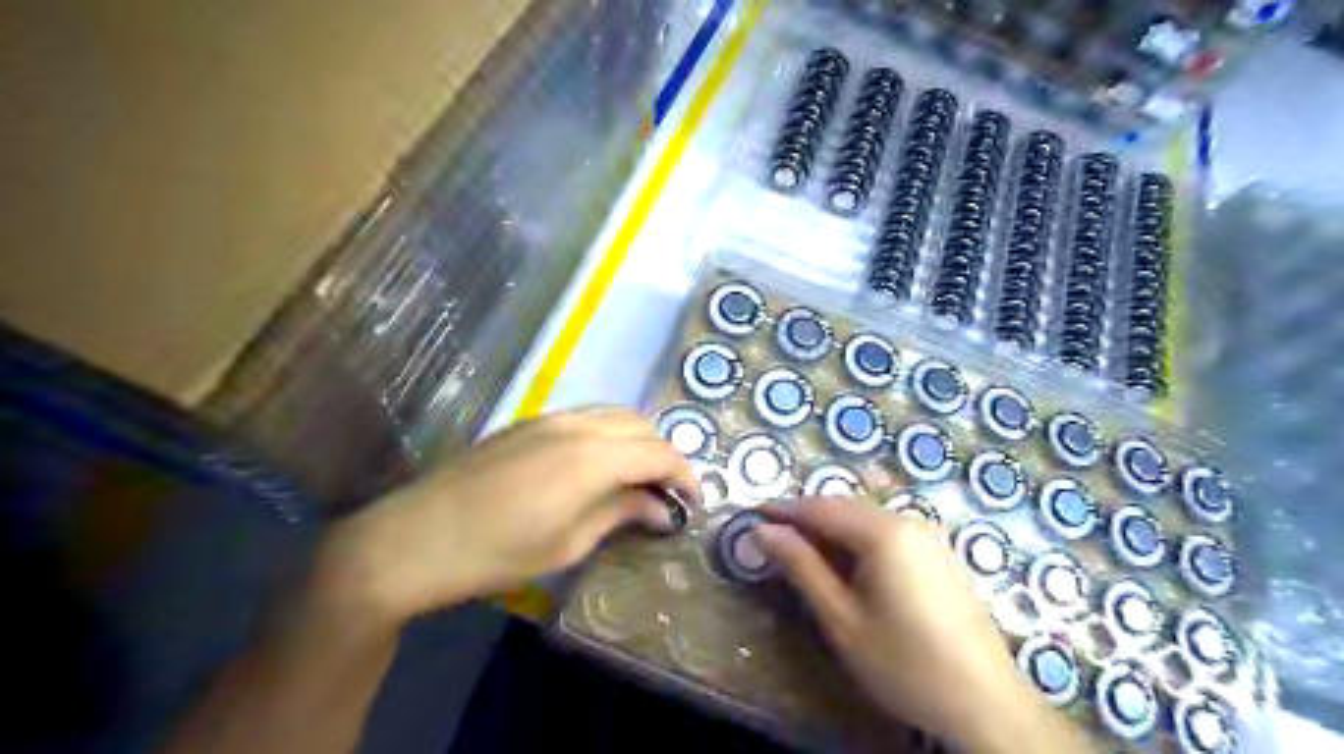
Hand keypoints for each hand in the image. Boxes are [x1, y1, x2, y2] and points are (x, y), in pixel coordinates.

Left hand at [309, 409, 697, 626]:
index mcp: (593, 456)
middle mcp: (577, 425)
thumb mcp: (568, 543)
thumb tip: (661, 508)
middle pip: (641, 426)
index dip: (684, 476)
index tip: (694, 503)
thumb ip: (620, 513)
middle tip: (668, 493)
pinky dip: (608, 434)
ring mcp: (549, 418)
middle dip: (664, 455)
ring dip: (637, 440)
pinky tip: (600, 464)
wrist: (414, 538)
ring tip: (639, 477)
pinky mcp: (528, 423)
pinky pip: (586, 417)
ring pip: (614, 415)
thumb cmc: (497, 553)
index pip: (659, 453)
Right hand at [754, 497, 1090, 750]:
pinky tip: (849, 565)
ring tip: (804, 552)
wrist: (986, 703)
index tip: (752, 515)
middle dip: (807, 517)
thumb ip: (801, 567)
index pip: (820, 507)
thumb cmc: (904, 662)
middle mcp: (908, 521)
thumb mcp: (841, 618)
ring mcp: (929, 536)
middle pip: (845, 507)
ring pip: (867, 518)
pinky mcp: (940, 554)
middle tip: (773, 537)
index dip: (784, 510)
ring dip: (833, 529)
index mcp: (883, 532)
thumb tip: (763, 531)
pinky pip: (888, 532)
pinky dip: (859, 539)